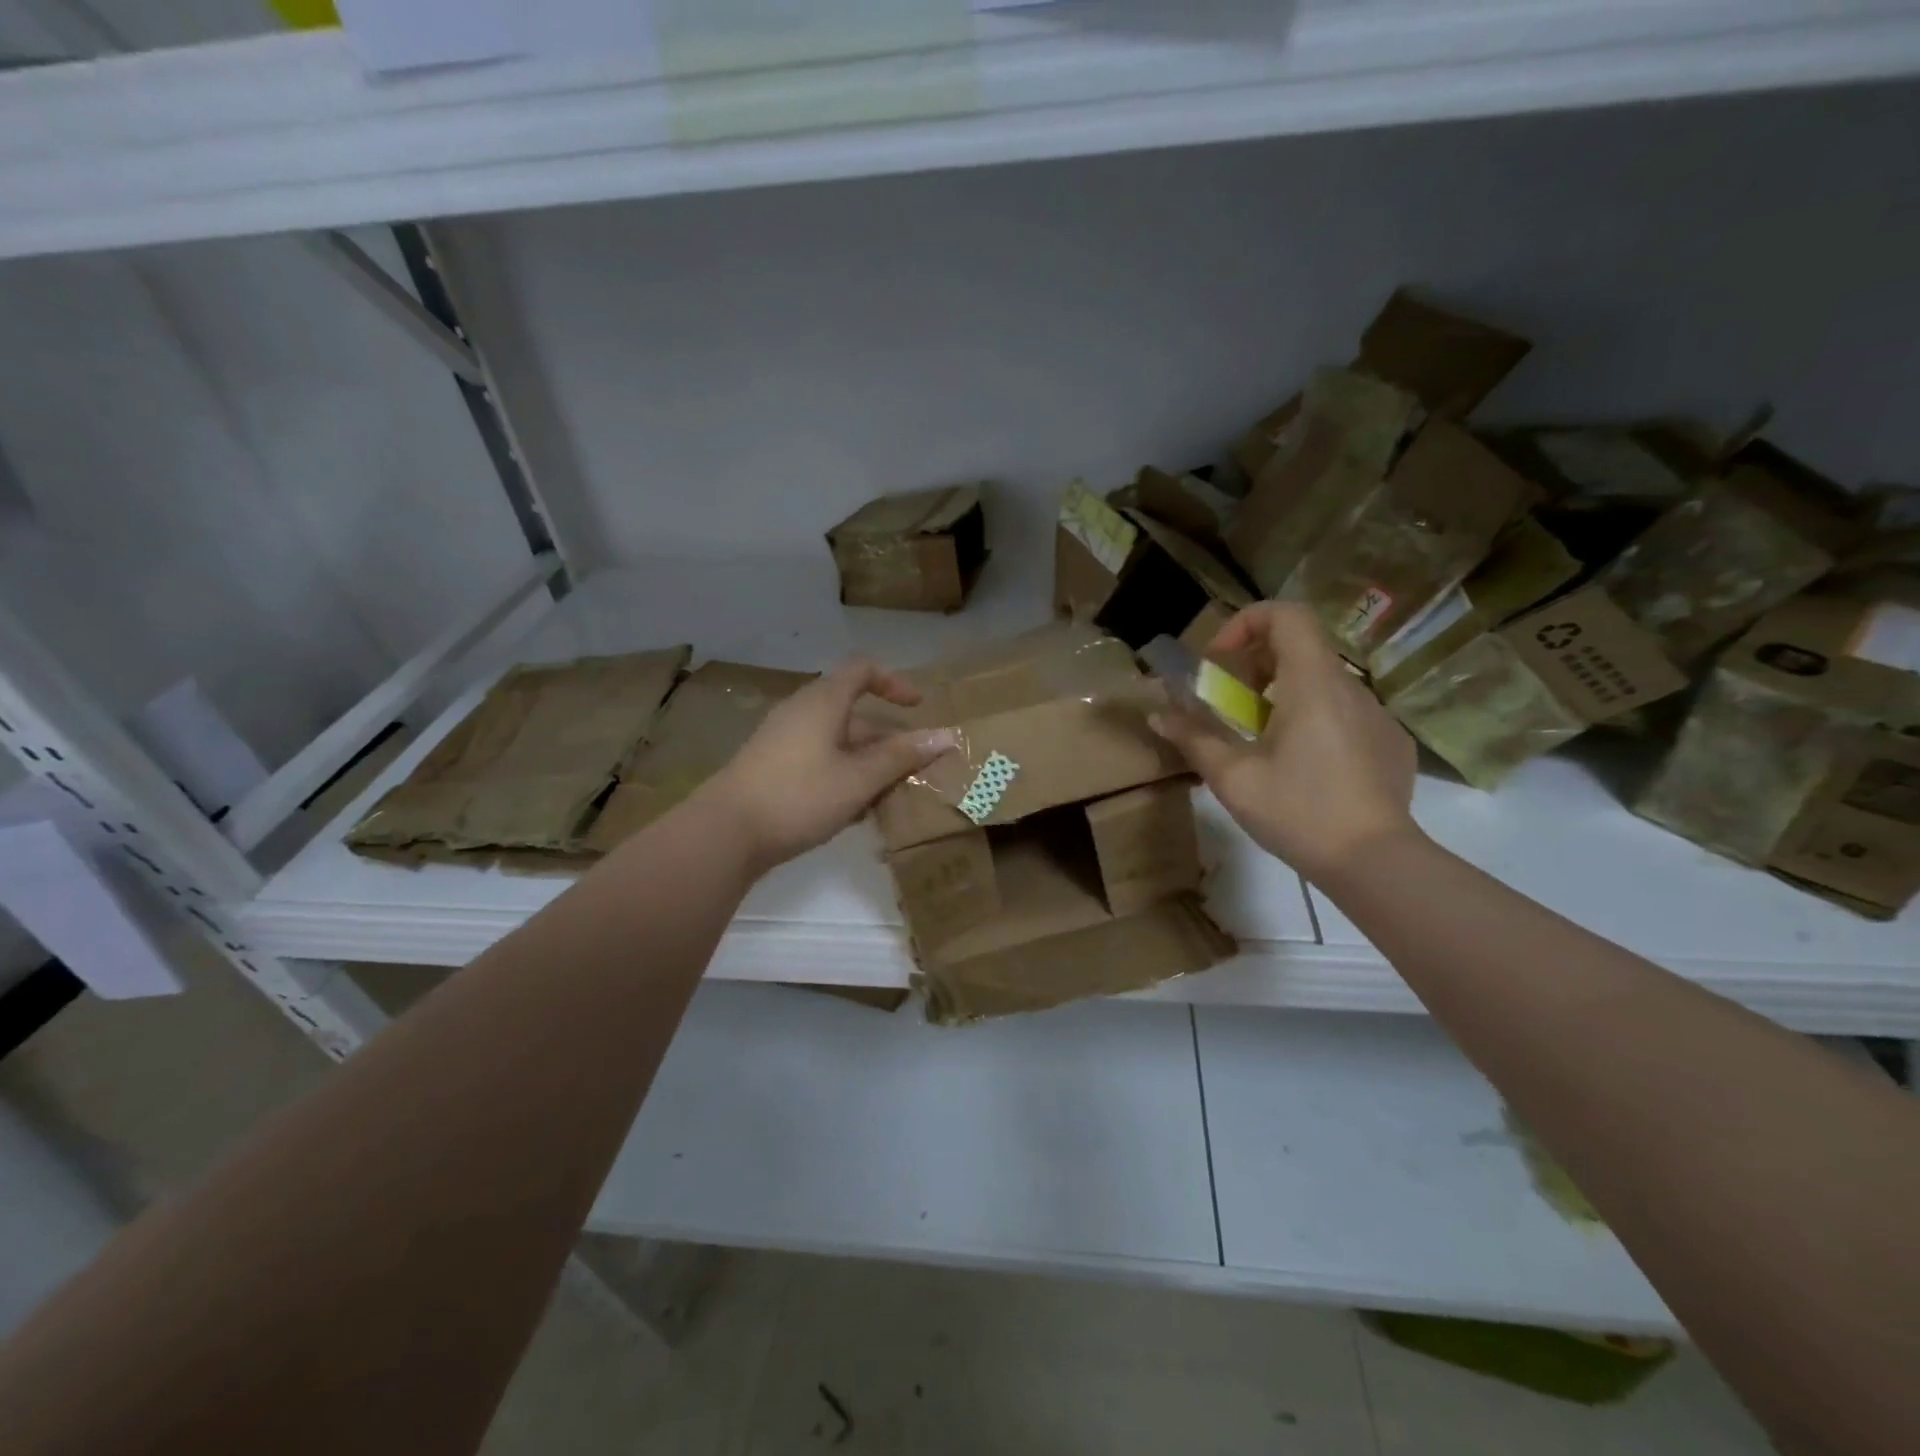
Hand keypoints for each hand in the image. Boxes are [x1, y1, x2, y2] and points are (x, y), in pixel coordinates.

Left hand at [699, 660, 959, 871]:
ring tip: (887, 796)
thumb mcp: (859, 778)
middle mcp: (800, 712)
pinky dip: (841, 775)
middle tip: (911, 767)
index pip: (862, 670)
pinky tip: (851, 812)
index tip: (917, 707)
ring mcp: (781, 739)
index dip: (894, 682)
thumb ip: (902, 756)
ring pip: (836, 741)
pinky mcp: (770, 767)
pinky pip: (817, 759)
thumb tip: (946, 735)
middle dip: (886, 738)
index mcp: (822, 702)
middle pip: (852, 711)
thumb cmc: (799, 796)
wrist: (725, 832)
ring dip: (865, 762)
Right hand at [1150, 602, 1419, 882]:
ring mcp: (1378, 715)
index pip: (1287, 614)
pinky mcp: (1391, 743)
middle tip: (1232, 704)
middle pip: (1302, 646)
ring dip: (1284, 694)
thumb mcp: (1233, 778)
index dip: (1246, 623)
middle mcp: (1351, 688)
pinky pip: (1346, 713)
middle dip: (1256, 664)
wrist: (1376, 863)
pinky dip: (1315, 720)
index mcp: (1312, 684)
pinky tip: (1304, 767)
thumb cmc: (1298, 812)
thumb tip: (1157, 715)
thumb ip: (1193, 738)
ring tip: (1262, 739)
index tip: (1220, 661)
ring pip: (1323, 682)